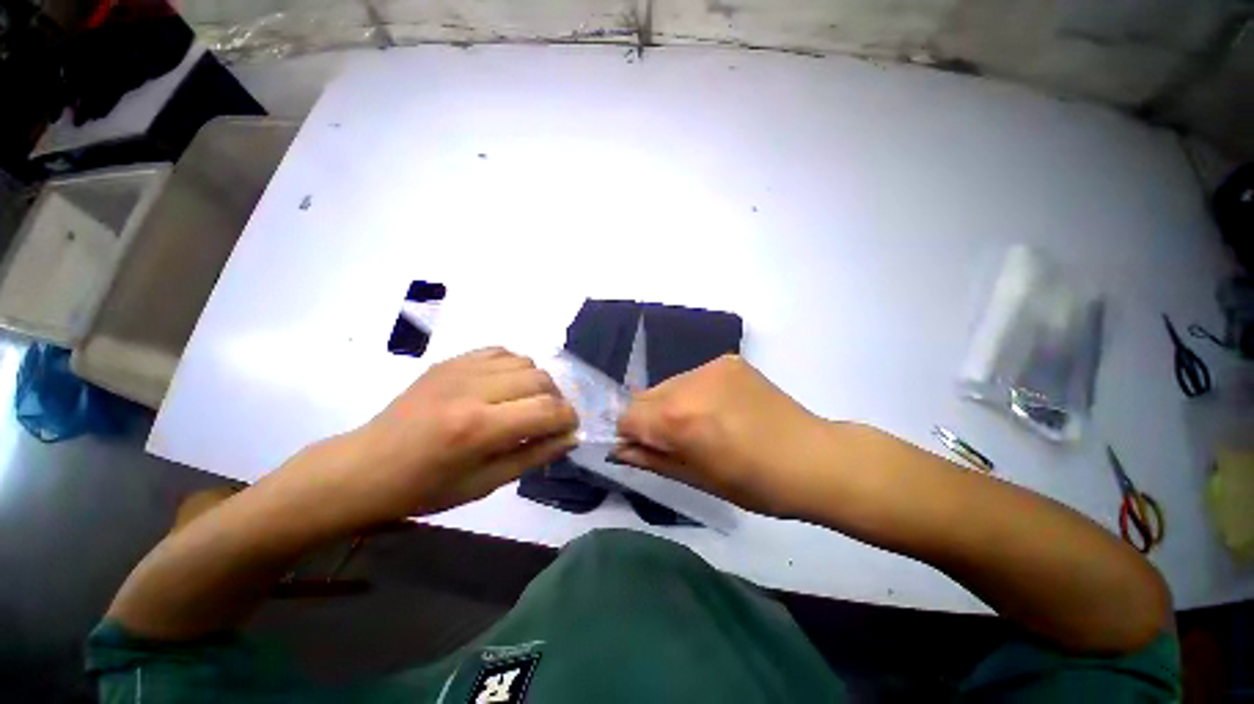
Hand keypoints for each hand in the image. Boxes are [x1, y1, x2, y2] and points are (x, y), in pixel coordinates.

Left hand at [305, 347, 578, 522]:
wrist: (364, 466)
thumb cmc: (424, 488)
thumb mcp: (485, 485)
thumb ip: (534, 455)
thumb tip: (571, 437)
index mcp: (478, 428)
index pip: (547, 410)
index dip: (568, 418)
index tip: (569, 429)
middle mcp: (472, 389)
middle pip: (541, 379)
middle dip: (557, 400)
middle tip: (549, 420)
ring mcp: (460, 369)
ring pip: (526, 361)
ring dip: (537, 383)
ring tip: (527, 403)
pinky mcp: (450, 360)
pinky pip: (501, 351)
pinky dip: (515, 367)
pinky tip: (506, 386)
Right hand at [615, 355, 831, 516]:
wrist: (814, 458)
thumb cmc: (755, 483)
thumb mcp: (698, 479)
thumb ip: (652, 460)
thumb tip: (620, 449)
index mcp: (678, 418)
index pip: (628, 416)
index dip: (631, 434)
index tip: (645, 448)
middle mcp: (688, 384)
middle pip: (644, 396)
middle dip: (649, 418)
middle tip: (675, 440)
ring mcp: (710, 367)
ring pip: (669, 384)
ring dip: (672, 403)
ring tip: (702, 424)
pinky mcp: (728, 361)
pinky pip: (694, 376)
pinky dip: (695, 393)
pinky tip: (720, 409)